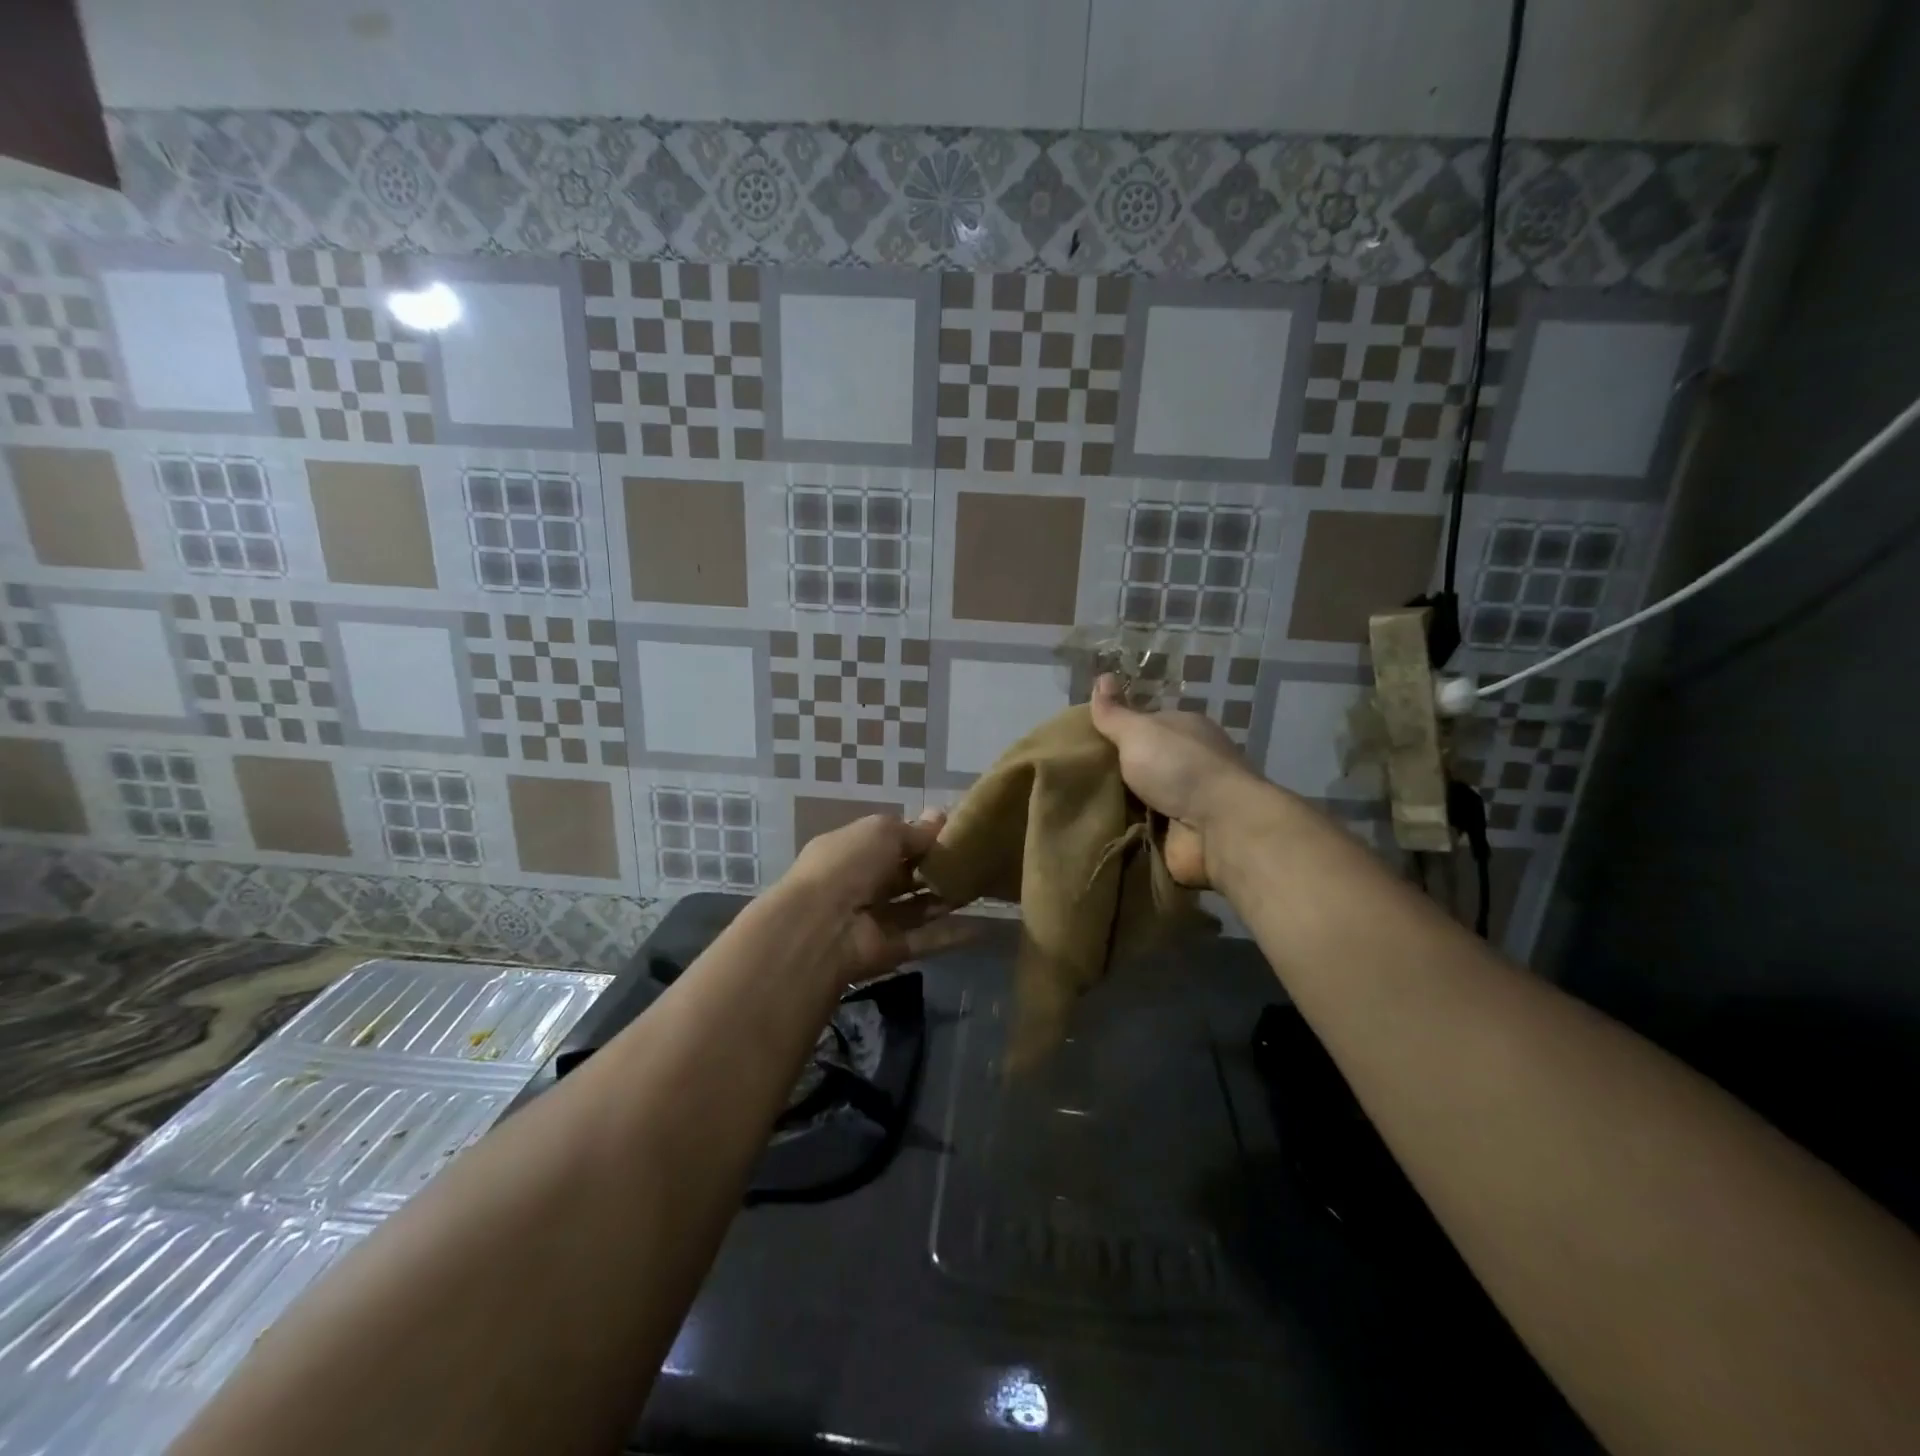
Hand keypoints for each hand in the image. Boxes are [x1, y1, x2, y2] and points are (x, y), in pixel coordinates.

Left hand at [785, 809, 970, 982]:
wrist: (821, 927)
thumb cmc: (848, 865)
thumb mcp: (881, 832)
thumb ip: (912, 830)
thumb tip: (939, 816)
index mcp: (851, 850)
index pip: (888, 841)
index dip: (918, 836)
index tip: (954, 831)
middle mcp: (861, 884)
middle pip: (903, 875)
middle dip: (934, 867)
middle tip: (973, 858)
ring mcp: (875, 920)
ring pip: (916, 907)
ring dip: (945, 898)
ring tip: (982, 887)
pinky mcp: (890, 950)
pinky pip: (925, 940)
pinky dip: (951, 934)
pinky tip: (982, 926)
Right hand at [1088, 673, 1262, 887]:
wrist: (1219, 827)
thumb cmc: (1179, 766)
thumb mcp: (1139, 731)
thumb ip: (1114, 712)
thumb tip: (1101, 677)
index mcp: (1183, 729)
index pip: (1143, 725)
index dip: (1115, 731)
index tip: (1083, 742)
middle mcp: (1187, 762)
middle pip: (1140, 763)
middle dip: (1111, 771)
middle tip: (1072, 776)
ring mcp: (1186, 800)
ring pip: (1139, 798)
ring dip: (1115, 803)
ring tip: (1075, 804)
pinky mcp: (1181, 834)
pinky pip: (1143, 829)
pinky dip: (1125, 829)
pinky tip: (1095, 827)